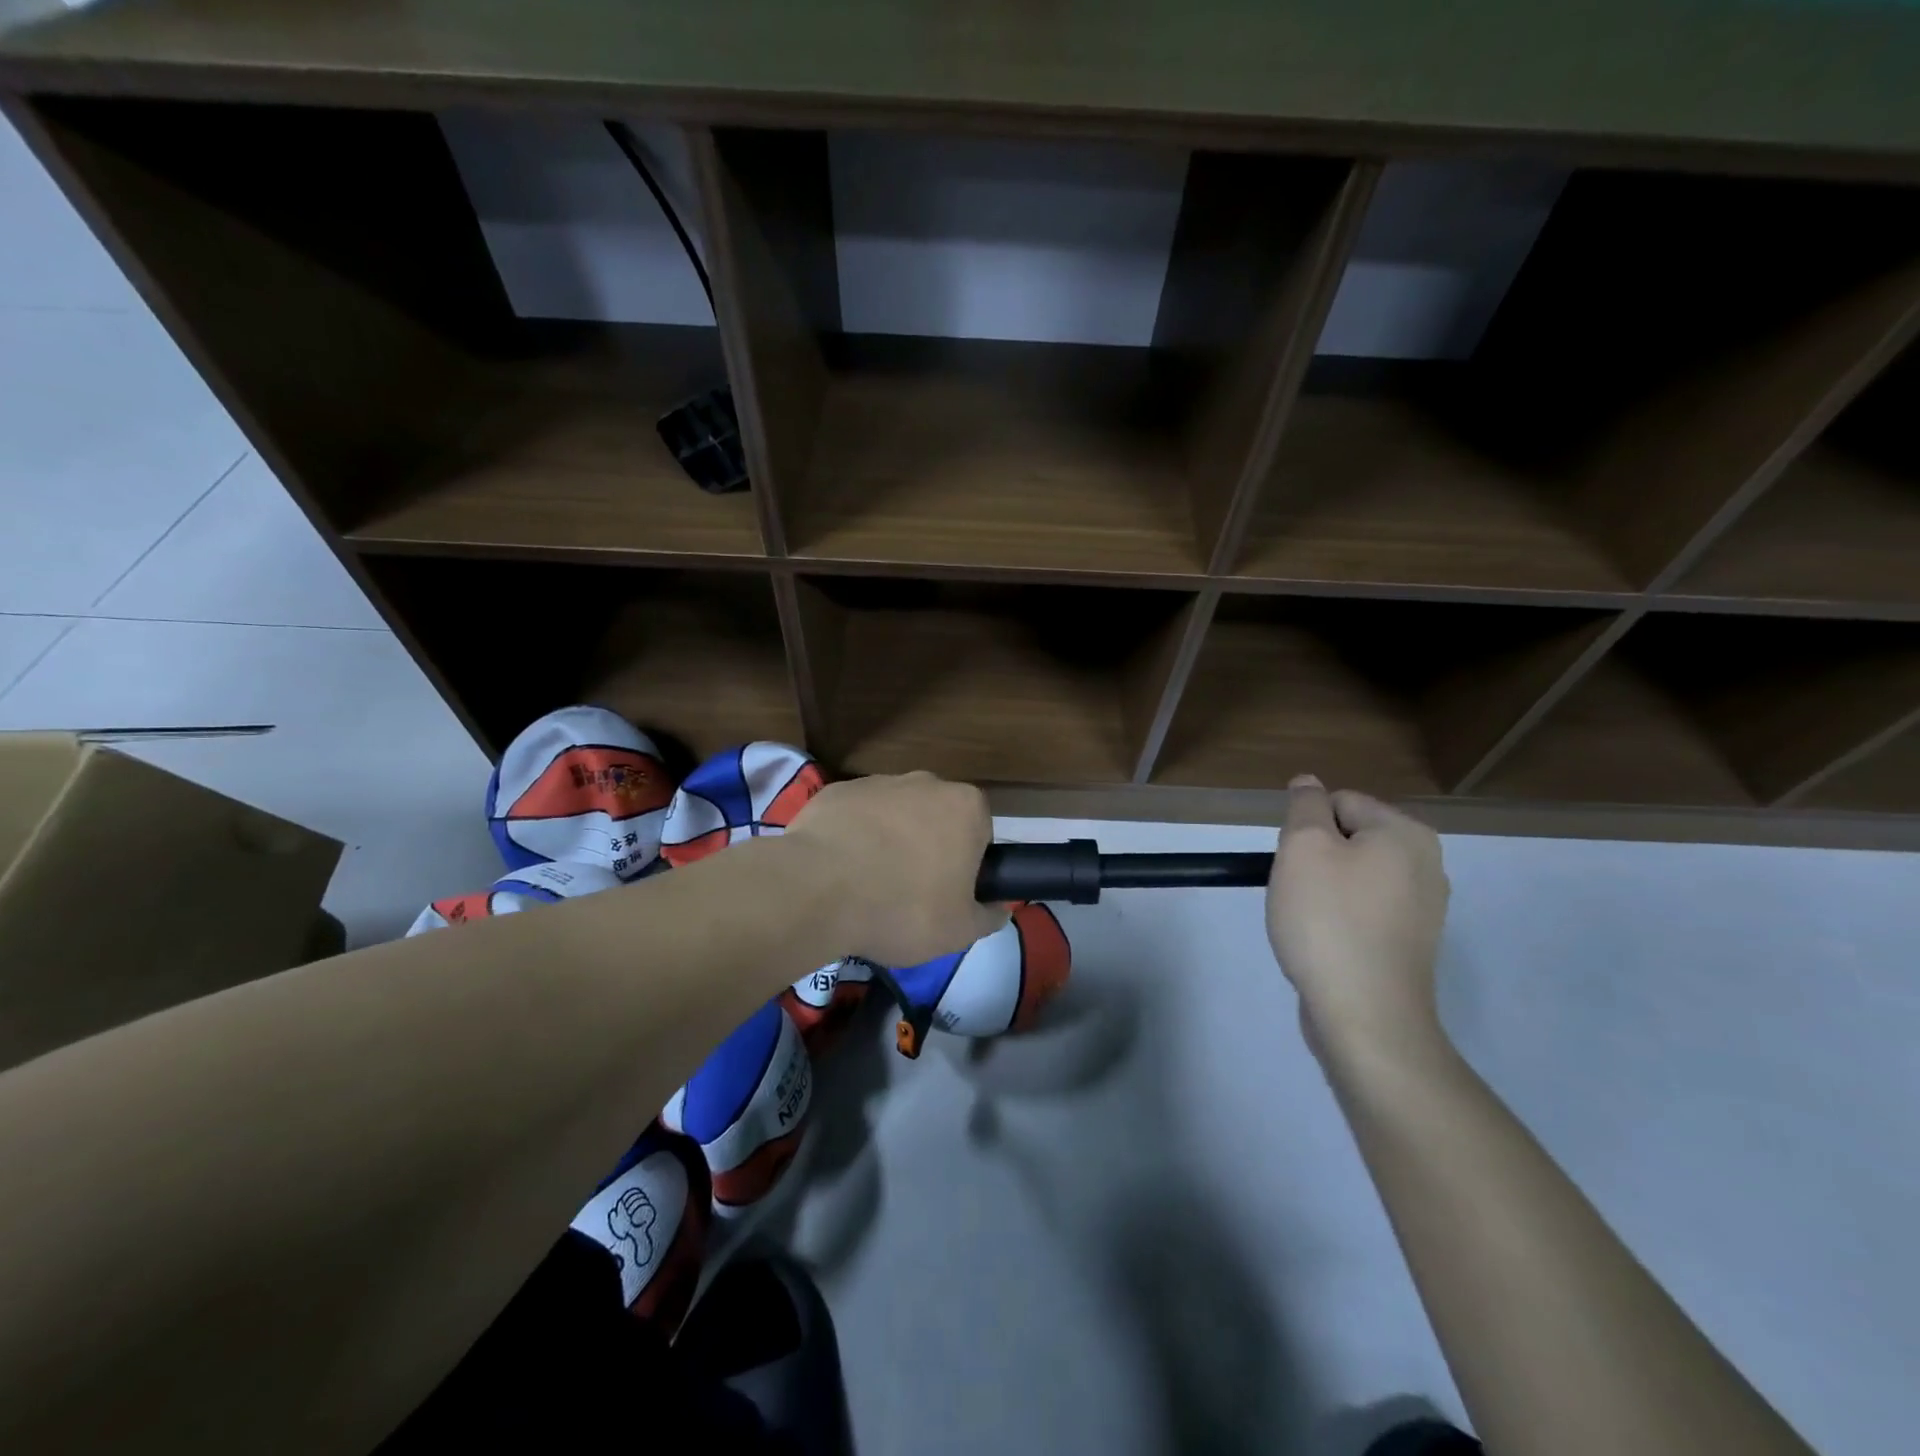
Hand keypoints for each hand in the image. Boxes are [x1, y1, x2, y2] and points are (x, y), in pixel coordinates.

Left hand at [786, 772, 1008, 967]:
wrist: (817, 889)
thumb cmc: (902, 908)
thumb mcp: (960, 930)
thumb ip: (989, 916)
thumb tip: (1000, 906)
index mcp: (966, 807)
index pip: (980, 835)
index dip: (967, 867)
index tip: (948, 895)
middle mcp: (927, 782)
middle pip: (937, 819)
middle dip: (928, 849)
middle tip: (910, 894)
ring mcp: (878, 782)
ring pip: (894, 816)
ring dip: (889, 842)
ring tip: (868, 886)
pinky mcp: (836, 791)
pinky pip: (855, 817)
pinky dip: (852, 838)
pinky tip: (838, 871)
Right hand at [1266, 775, 1450, 1064]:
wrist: (1366, 1014)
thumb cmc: (1329, 919)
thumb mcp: (1303, 847)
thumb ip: (1305, 806)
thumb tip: (1309, 783)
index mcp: (1406, 833)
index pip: (1339, 802)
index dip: (1306, 828)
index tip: (1295, 864)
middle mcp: (1426, 864)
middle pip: (1347, 838)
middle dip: (1315, 860)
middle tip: (1299, 893)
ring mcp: (1424, 908)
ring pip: (1352, 877)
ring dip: (1323, 891)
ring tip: (1310, 922)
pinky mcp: (1411, 944)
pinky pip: (1363, 911)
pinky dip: (1340, 920)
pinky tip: (1327, 943)